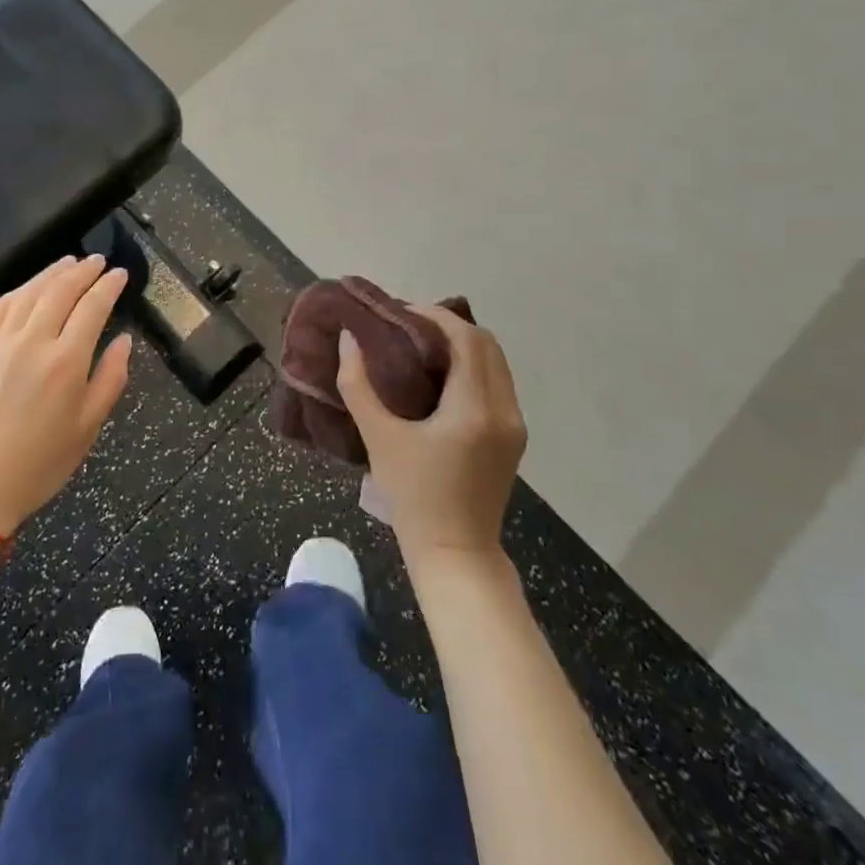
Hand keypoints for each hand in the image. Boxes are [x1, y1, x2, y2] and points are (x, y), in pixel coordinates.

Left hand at [0, 255, 132, 534]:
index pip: (93, 307)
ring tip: (68, 262)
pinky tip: (27, 287)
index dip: (108, 286)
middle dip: (83, 271)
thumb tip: (123, 340)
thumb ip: (110, 378)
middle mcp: (33, 341)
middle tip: (97, 261)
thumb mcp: (89, 427)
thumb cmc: (41, 462)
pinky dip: (17, 291)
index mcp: (66, 361)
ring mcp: (0, 343)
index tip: (119, 274)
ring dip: (51, 273)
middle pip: (61, 290)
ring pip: (29, 292)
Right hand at [337, 307, 525, 560]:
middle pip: (486, 344)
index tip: (401, 311)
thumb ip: (358, 384)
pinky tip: (440, 377)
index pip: (466, 339)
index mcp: (475, 408)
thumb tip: (349, 339)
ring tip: (421, 346)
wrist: (455, 553)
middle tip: (408, 327)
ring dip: (462, 346)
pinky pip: (497, 384)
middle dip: (449, 326)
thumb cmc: (413, 496)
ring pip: (495, 363)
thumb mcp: (378, 437)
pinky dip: (472, 367)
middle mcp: (504, 410)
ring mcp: (514, 425)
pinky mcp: (513, 437)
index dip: (436, 316)